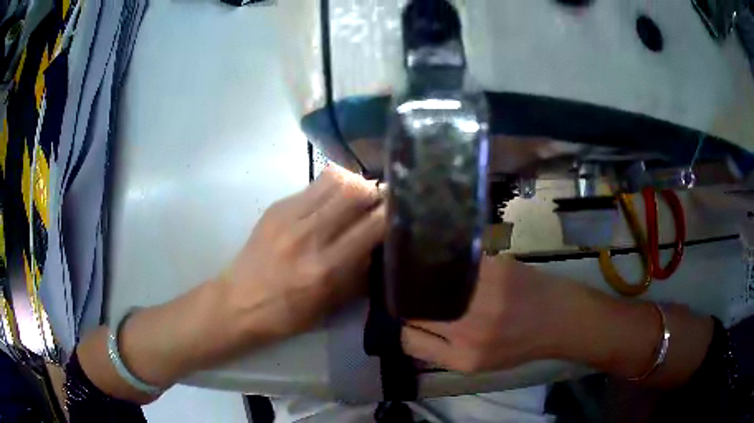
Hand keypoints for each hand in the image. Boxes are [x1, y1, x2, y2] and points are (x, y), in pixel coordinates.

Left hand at [225, 164, 385, 339]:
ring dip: (354, 183)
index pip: (372, 226)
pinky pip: (312, 185)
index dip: (392, 213)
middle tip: (380, 200)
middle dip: (375, 191)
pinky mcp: (275, 207)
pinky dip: (331, 187)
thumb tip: (381, 244)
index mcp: (326, 268)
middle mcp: (309, 236)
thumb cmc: (288, 313)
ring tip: (358, 196)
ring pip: (334, 179)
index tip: (403, 210)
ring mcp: (289, 217)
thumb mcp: (331, 304)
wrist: (239, 302)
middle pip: (354, 191)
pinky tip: (331, 201)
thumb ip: (359, 272)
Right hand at [401, 257, 563, 372]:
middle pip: (412, 310)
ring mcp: (479, 294)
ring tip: (420, 274)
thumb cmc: (519, 345)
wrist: (558, 317)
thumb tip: (409, 333)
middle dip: (406, 302)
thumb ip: (442, 353)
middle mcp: (466, 327)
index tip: (406, 318)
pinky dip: (442, 259)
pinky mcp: (492, 267)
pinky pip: (453, 260)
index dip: (403, 328)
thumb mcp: (479, 364)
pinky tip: (443, 258)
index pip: (409, 340)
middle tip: (410, 294)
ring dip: (419, 278)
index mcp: (462, 356)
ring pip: (426, 281)